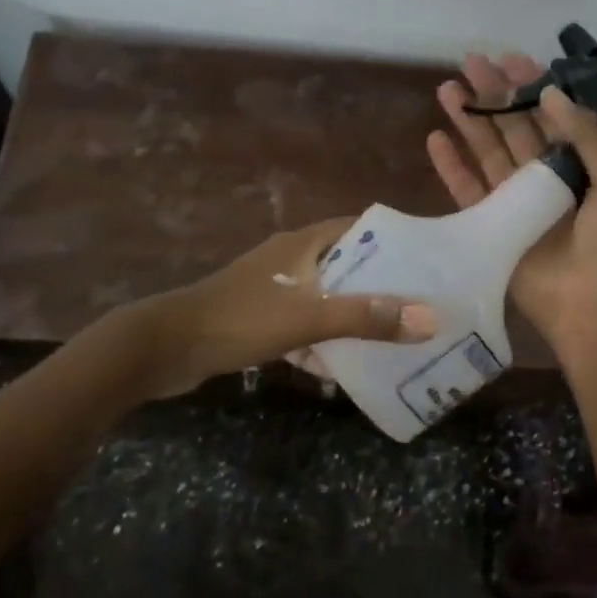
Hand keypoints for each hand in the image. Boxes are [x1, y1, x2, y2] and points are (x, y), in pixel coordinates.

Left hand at [135, 219, 435, 397]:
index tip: (426, 262)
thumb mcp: (307, 317)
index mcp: (302, 243)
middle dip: (379, 286)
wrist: (166, 347)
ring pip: (324, 298)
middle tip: (418, 308)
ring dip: (351, 317)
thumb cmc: (240, 319)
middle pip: (346, 265)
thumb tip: (430, 318)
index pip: (358, 227)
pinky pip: (302, 324)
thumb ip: (365, 317)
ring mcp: (272, 289)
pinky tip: (339, 370)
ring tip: (390, 339)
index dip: (393, 240)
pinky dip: (321, 341)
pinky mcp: (259, 318)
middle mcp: (290, 259)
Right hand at [427, 53, 596, 363]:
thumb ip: (587, 136)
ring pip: (487, 151)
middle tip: (469, 62)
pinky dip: (451, 165)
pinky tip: (436, 139)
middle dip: (493, 94)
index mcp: (580, 165)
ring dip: (467, 120)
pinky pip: (466, 188)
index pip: (551, 116)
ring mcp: (514, 201)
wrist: (592, 310)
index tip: (510, 59)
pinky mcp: (490, 224)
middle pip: (513, 127)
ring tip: (446, 89)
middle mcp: (545, 177)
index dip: (531, 87)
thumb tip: (551, 94)